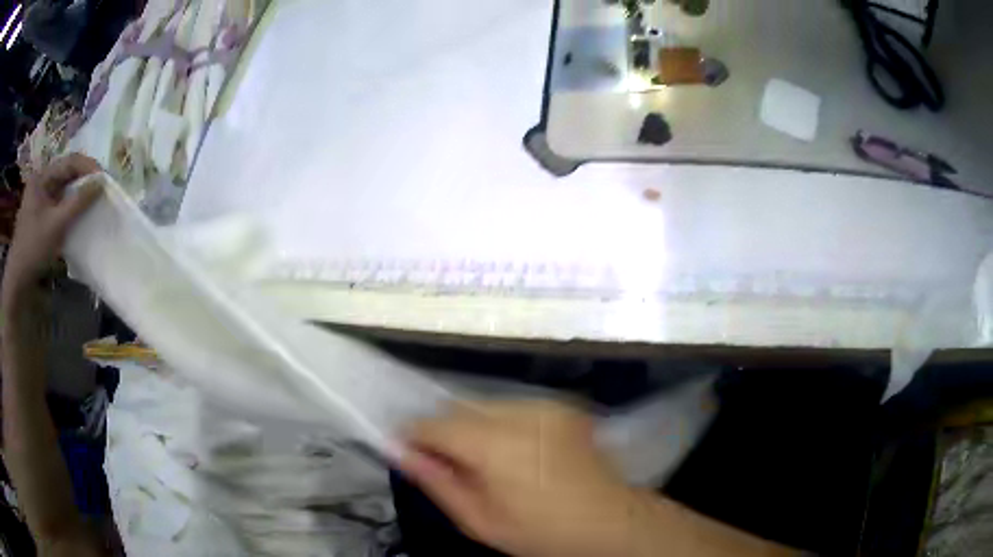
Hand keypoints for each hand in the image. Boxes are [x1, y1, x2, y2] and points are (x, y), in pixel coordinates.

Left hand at [3, 155, 101, 302]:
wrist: (18, 280)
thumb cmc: (33, 248)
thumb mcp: (56, 225)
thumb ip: (78, 202)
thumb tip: (101, 183)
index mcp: (42, 176)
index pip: (69, 162)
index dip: (88, 166)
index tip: (104, 178)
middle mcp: (41, 181)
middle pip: (66, 173)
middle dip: (84, 179)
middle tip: (101, 188)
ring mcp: (40, 199)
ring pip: (63, 188)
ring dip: (78, 193)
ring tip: (92, 199)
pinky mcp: (41, 215)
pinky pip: (59, 203)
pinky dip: (70, 206)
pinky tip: (78, 213)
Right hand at [401, 401, 642, 556]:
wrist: (610, 521)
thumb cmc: (540, 532)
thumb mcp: (480, 520)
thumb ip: (436, 482)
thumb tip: (400, 451)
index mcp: (494, 445)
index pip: (434, 424)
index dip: (413, 436)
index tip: (407, 451)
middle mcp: (518, 413)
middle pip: (458, 408)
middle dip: (444, 431)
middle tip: (449, 465)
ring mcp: (544, 406)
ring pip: (484, 405)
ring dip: (473, 427)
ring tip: (486, 461)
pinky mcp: (560, 407)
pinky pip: (513, 407)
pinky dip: (501, 424)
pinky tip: (516, 453)